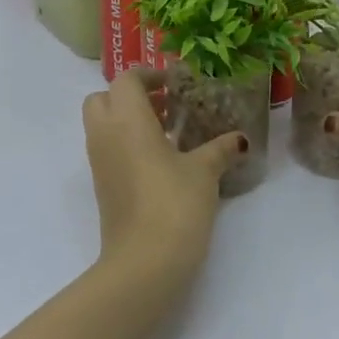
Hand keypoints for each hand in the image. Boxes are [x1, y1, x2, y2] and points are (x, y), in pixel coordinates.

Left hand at [82, 69, 246, 279]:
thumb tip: (239, 139)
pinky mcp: (101, 187)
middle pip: (104, 98)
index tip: (175, 83)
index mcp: (127, 119)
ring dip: (128, 120)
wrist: (143, 263)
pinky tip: (161, 161)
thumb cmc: (173, 204)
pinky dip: (126, 144)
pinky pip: (107, 150)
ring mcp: (98, 162)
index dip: (149, 75)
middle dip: (130, 96)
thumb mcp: (204, 172)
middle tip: (166, 106)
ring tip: (169, 133)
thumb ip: (220, 149)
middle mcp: (105, 134)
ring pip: (103, 125)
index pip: (126, 79)